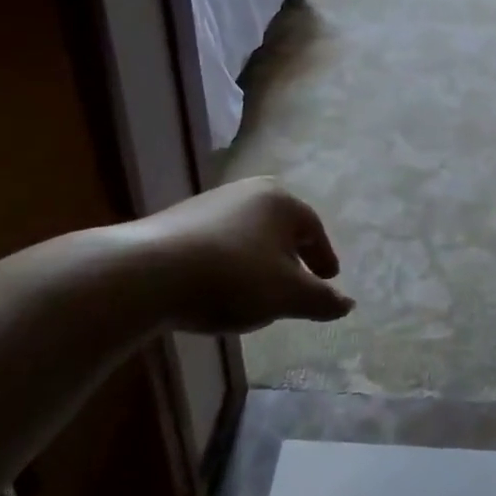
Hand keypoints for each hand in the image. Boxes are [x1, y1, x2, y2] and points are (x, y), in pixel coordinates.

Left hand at [111, 178, 353, 333]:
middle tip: (297, 282)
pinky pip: (219, 241)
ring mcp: (210, 203)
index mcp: (281, 201)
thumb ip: (321, 300)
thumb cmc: (233, 277)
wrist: (147, 273)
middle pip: (281, 227)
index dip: (324, 258)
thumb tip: (348, 303)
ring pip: (249, 234)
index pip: (313, 229)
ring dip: (259, 260)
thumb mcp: (287, 296)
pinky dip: (229, 262)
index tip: (328, 280)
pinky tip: (220, 288)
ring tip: (258, 291)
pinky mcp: (178, 221)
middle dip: (291, 256)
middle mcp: (248, 191)